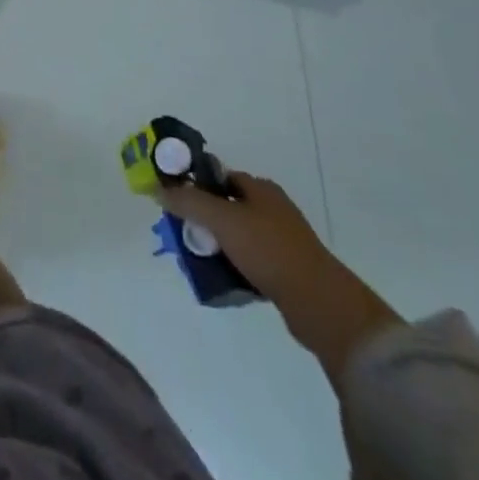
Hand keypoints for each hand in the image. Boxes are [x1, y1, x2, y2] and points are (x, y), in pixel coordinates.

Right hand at [158, 171, 401, 386]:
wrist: (319, 303)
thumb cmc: (269, 250)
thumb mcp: (222, 220)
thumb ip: (189, 202)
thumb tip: (159, 189)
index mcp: (261, 189)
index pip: (220, 176)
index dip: (197, 185)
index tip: (176, 202)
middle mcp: (273, 209)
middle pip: (227, 207)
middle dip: (204, 219)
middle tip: (184, 234)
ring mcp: (282, 240)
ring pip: (238, 235)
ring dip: (218, 245)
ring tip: (199, 259)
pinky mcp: (287, 269)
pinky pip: (251, 260)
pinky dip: (235, 265)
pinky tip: (222, 278)